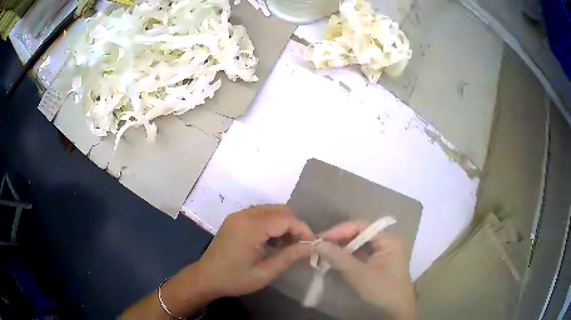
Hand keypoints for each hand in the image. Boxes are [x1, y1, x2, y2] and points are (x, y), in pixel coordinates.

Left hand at [121, 204, 313, 318]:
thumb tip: (312, 247)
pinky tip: (271, 240)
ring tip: (286, 245)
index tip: (311, 244)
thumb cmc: (235, 279)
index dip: (302, 230)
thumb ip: (290, 257)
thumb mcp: (265, 272)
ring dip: (283, 223)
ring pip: (270, 210)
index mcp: (251, 227)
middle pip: (280, 209)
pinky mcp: (235, 219)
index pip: (286, 219)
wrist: (206, 277)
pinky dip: (271, 223)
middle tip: (299, 245)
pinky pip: (260, 214)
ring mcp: (238, 215)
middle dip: (294, 225)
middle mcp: (244, 215)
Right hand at [317, 222, 415, 319]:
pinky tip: (337, 256)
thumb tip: (318, 244)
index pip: (361, 226)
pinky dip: (349, 253)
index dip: (340, 230)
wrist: (395, 307)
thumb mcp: (358, 274)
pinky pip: (363, 250)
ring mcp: (385, 248)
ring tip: (325, 249)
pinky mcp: (380, 258)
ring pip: (360, 241)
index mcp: (389, 239)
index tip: (321, 238)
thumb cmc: (381, 289)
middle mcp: (388, 239)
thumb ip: (338, 257)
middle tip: (320, 244)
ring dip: (343, 245)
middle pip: (361, 232)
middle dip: (340, 238)